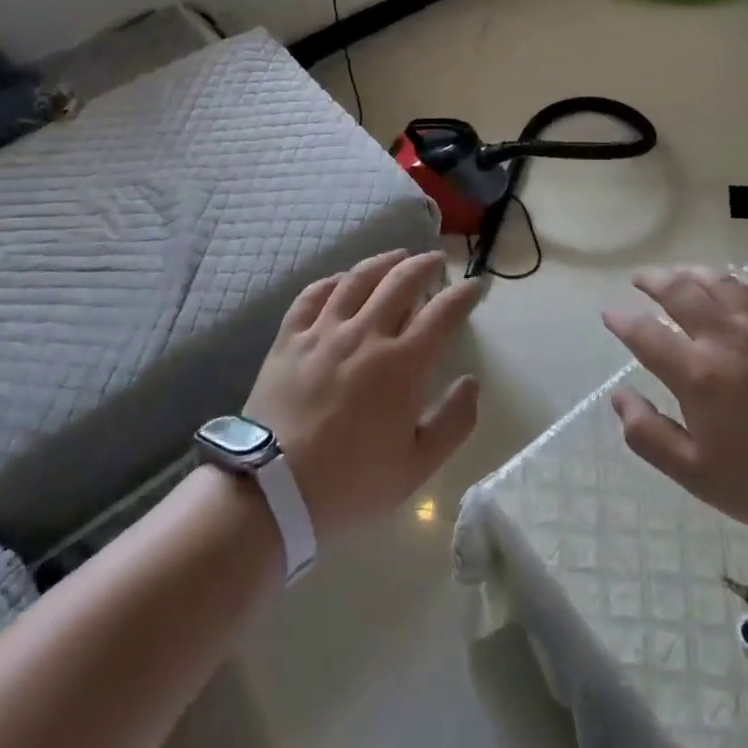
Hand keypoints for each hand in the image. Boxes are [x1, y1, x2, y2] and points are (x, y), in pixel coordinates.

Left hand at [245, 250, 481, 539]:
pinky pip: (312, 296)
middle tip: (437, 260)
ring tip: (397, 256)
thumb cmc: (350, 483)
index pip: (442, 313)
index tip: (476, 284)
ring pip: (357, 279)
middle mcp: (365, 335)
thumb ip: (453, 422)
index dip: (463, 294)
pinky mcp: (289, 339)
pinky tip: (341, 280)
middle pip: (400, 282)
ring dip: (383, 262)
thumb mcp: (417, 467)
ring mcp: (323, 332)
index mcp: (402, 364)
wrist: (271, 492)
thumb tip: (471, 382)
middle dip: (425, 265)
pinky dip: (332, 281)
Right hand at [602, 267, 747, 554]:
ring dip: (696, 274)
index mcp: (697, 374)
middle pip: (682, 293)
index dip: (622, 321)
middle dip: (654, 281)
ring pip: (724, 285)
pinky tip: (740, 285)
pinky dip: (747, 283)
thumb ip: (649, 434)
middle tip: (640, 279)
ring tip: (682, 273)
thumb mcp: (696, 475)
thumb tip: (619, 396)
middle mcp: (727, 340)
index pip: (646, 334)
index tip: (610, 314)